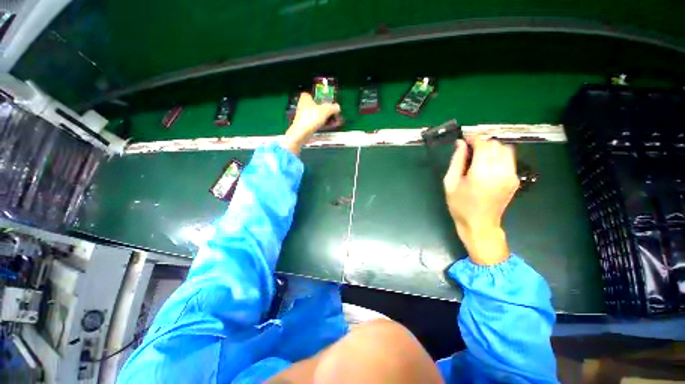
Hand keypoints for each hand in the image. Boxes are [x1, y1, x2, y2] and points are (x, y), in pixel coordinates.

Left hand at [281, 92, 340, 155]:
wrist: (301, 133)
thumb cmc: (312, 117)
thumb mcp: (326, 110)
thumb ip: (333, 107)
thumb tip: (338, 107)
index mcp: (306, 97)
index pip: (316, 95)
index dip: (323, 99)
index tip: (330, 104)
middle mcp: (303, 105)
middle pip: (318, 106)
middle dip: (327, 111)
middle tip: (334, 115)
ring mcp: (303, 115)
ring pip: (317, 115)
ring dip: (326, 118)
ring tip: (334, 122)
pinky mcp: (304, 124)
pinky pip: (315, 122)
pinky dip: (321, 124)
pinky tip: (328, 127)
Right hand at [443, 137, 518, 264]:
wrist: (480, 225)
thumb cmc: (460, 205)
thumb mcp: (450, 183)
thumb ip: (456, 161)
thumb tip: (460, 144)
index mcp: (482, 173)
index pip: (483, 145)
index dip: (474, 139)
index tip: (464, 140)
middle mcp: (500, 171)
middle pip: (495, 145)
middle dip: (482, 143)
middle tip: (469, 151)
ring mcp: (511, 175)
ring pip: (505, 149)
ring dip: (491, 149)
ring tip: (478, 157)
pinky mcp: (514, 179)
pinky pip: (509, 159)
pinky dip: (498, 156)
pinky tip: (487, 165)